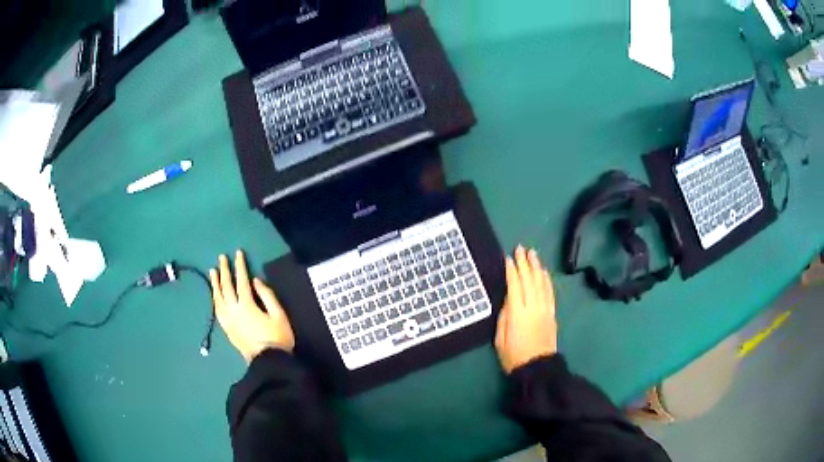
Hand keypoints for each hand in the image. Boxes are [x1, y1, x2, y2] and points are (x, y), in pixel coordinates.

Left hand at [210, 250, 294, 362]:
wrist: (269, 363)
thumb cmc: (277, 338)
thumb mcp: (279, 315)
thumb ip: (267, 296)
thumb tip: (256, 281)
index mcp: (247, 305)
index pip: (241, 281)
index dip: (240, 266)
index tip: (238, 253)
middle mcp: (234, 311)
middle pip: (226, 287)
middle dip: (224, 271)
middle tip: (222, 258)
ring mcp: (228, 321)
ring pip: (218, 298)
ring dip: (215, 284)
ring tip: (213, 272)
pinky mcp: (227, 329)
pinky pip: (217, 311)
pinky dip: (215, 300)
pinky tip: (214, 295)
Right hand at [495, 245, 557, 373]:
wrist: (537, 367)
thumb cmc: (513, 355)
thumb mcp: (500, 338)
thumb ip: (504, 316)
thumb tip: (509, 299)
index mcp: (517, 313)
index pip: (515, 286)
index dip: (512, 271)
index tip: (508, 258)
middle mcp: (533, 307)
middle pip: (529, 280)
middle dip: (525, 263)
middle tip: (520, 248)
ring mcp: (544, 309)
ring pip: (541, 283)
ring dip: (537, 267)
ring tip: (533, 253)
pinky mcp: (552, 313)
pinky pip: (550, 292)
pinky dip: (547, 280)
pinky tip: (544, 272)